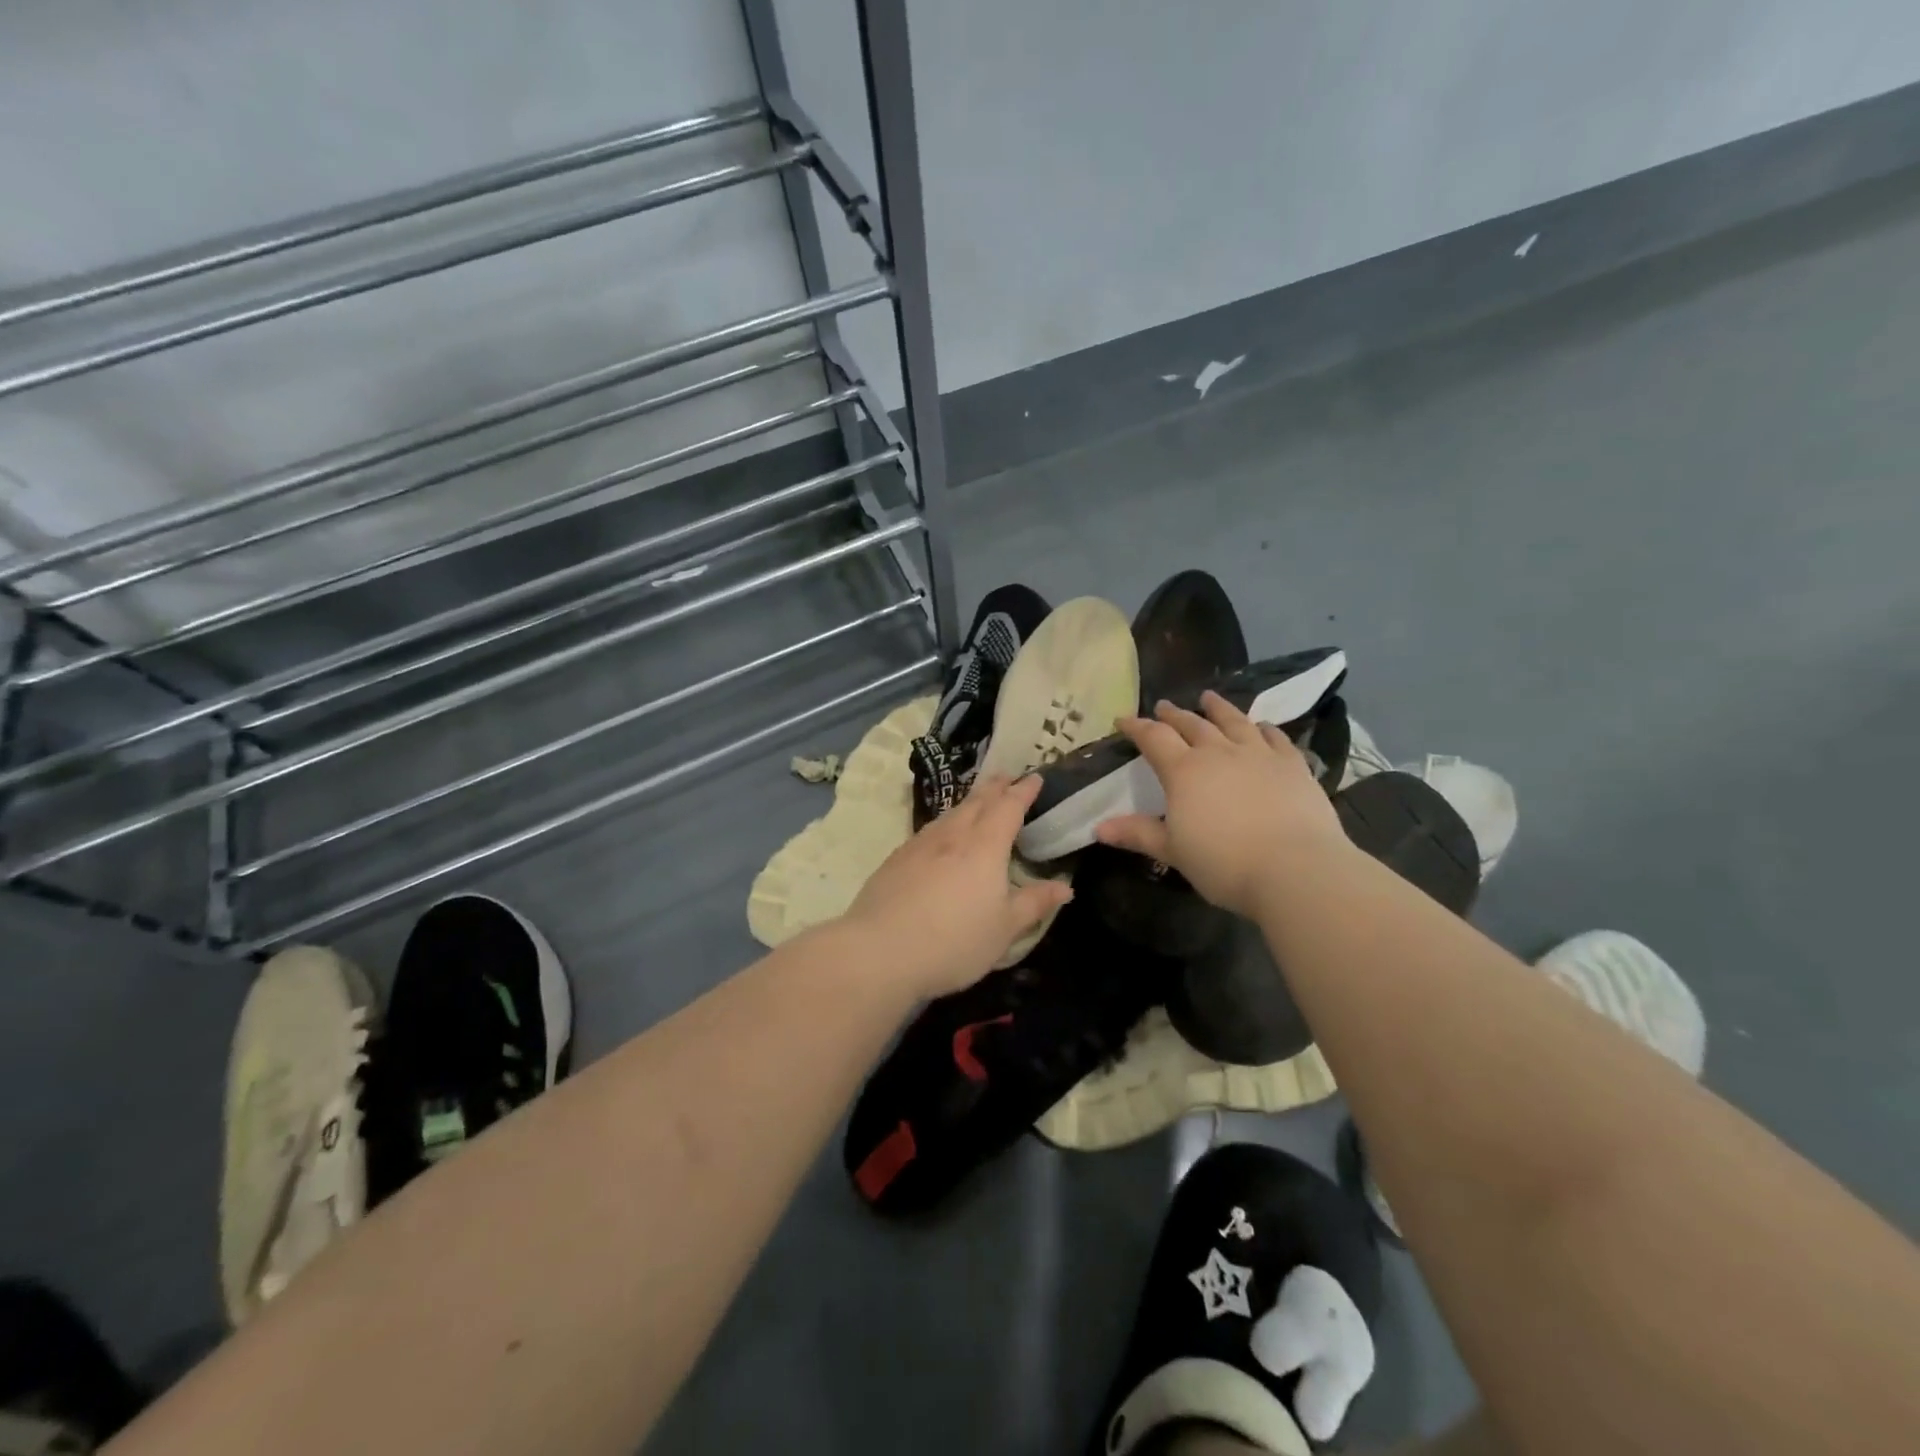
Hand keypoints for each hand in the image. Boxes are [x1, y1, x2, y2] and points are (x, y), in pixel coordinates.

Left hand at [842, 774, 1073, 997]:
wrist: (880, 951)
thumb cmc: (955, 941)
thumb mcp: (1004, 929)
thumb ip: (1034, 903)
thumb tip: (1065, 887)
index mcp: (985, 846)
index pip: (1009, 807)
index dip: (1023, 791)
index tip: (1035, 778)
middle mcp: (953, 836)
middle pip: (977, 802)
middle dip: (995, 787)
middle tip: (1007, 776)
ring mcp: (920, 844)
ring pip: (950, 813)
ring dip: (969, 801)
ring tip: (978, 800)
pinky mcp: (896, 859)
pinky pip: (929, 830)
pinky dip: (945, 822)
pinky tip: (941, 834)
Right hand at [1094, 691, 1348, 917]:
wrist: (1294, 869)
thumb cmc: (1224, 863)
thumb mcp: (1173, 851)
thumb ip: (1137, 834)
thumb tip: (1098, 828)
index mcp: (1183, 771)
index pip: (1153, 738)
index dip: (1136, 727)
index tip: (1123, 720)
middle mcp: (1218, 752)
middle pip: (1192, 724)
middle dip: (1174, 714)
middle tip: (1163, 706)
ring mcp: (1258, 754)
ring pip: (1234, 721)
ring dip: (1218, 708)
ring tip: (1208, 698)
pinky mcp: (1292, 764)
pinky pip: (1275, 737)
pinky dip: (1264, 728)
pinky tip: (1261, 726)